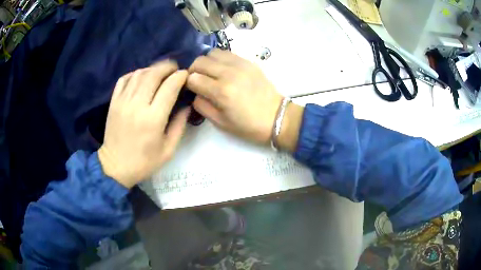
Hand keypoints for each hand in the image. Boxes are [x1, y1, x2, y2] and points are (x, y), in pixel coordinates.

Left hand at [98, 61, 189, 187]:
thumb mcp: (168, 150)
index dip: (180, 77)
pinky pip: (125, 79)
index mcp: (153, 119)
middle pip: (154, 74)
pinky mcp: (114, 102)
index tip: (185, 75)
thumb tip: (186, 105)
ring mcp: (123, 101)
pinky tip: (142, 77)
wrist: (115, 166)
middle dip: (167, 67)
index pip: (169, 87)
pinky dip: (135, 73)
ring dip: (152, 69)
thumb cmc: (144, 162)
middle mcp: (137, 105)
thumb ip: (180, 125)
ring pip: (140, 73)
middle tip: (175, 69)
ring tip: (160, 72)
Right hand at [186, 49, 302, 150]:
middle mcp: (229, 73)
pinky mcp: (249, 61)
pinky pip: (227, 53)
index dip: (187, 83)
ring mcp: (240, 64)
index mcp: (221, 91)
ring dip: (206, 62)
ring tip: (209, 73)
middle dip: (193, 70)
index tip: (190, 89)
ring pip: (212, 53)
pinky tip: (222, 69)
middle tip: (197, 80)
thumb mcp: (221, 123)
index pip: (193, 78)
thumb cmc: (248, 126)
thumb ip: (202, 106)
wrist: (276, 117)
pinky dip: (219, 59)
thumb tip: (194, 92)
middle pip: (200, 61)